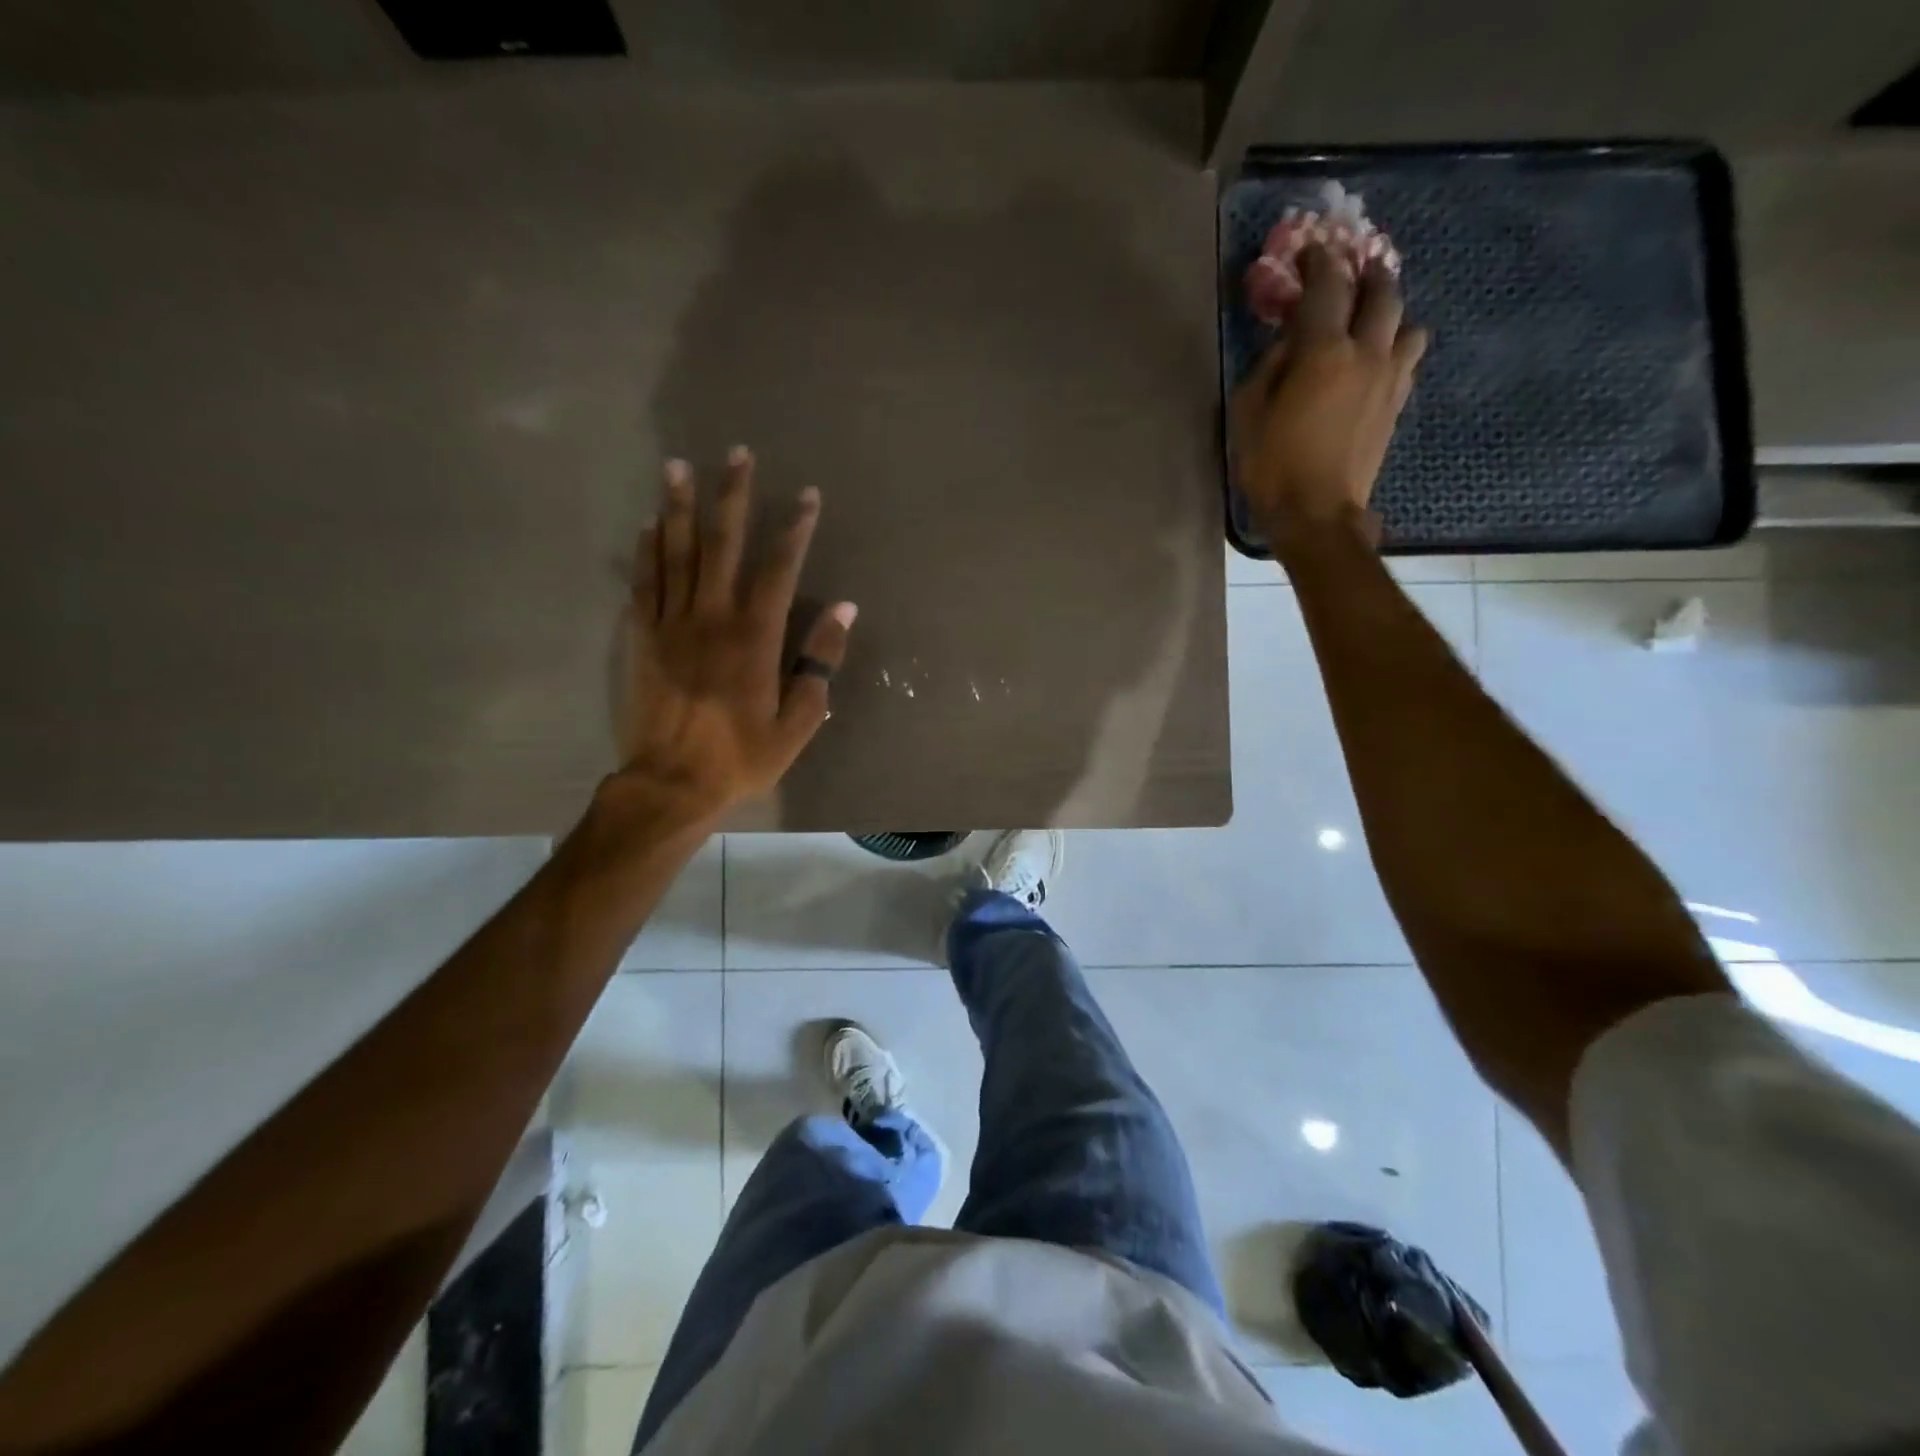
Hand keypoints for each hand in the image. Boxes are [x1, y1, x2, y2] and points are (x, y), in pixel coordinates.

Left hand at [612, 447, 854, 825]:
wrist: (671, 783)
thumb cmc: (742, 757)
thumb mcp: (798, 722)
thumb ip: (819, 663)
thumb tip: (843, 610)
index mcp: (755, 638)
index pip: (778, 569)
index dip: (795, 529)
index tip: (807, 496)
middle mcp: (711, 618)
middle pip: (722, 545)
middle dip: (732, 497)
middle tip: (737, 453)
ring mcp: (671, 625)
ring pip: (675, 554)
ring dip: (679, 507)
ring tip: (677, 465)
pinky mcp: (642, 639)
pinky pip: (643, 584)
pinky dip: (645, 552)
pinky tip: (646, 524)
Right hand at [1231, 244, 1428, 549]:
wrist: (1318, 514)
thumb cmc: (1272, 466)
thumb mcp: (1248, 414)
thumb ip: (1268, 368)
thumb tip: (1288, 344)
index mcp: (1323, 352)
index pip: (1327, 287)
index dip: (1319, 262)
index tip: (1311, 250)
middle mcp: (1366, 352)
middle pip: (1381, 292)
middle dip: (1367, 273)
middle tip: (1354, 267)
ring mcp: (1389, 378)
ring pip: (1407, 323)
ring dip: (1391, 312)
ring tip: (1373, 317)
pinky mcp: (1397, 404)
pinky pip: (1406, 358)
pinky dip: (1395, 347)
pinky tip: (1378, 358)